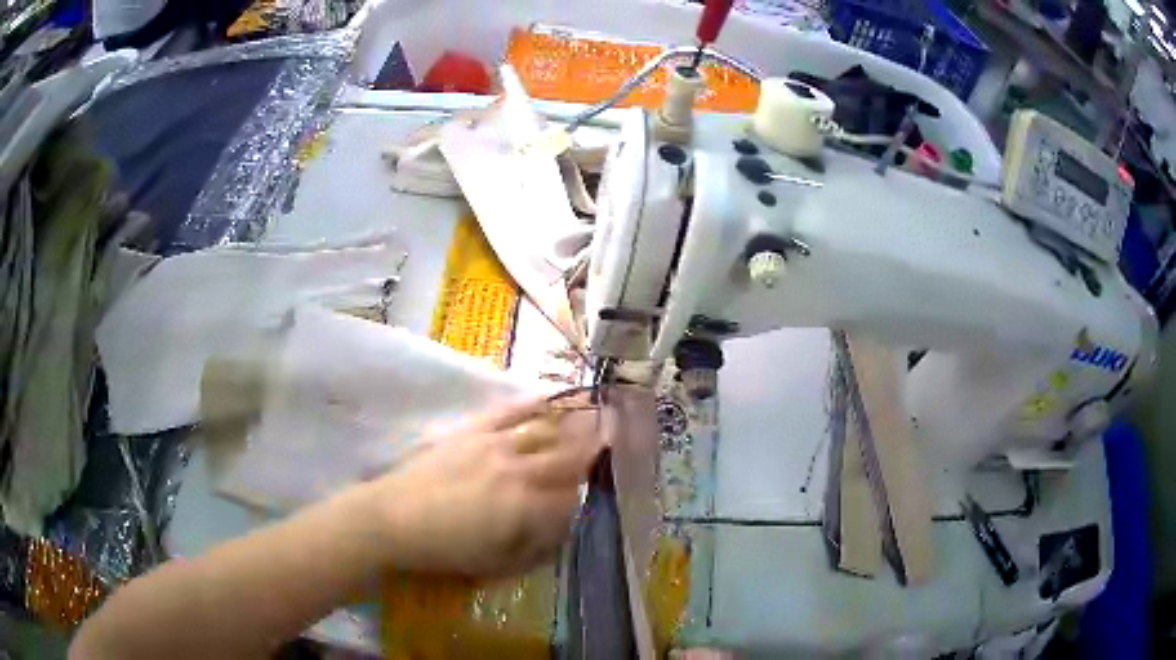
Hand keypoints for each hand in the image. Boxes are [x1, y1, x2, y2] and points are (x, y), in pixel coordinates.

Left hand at [369, 398, 605, 575]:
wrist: (393, 518)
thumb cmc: (445, 548)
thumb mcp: (497, 562)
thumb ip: (536, 546)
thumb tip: (560, 531)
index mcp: (526, 507)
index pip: (570, 498)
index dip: (583, 498)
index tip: (589, 497)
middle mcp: (520, 471)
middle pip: (568, 457)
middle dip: (595, 448)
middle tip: (618, 432)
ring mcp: (496, 445)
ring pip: (546, 431)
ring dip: (574, 422)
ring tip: (597, 410)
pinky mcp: (474, 431)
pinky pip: (511, 411)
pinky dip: (534, 403)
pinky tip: (551, 396)